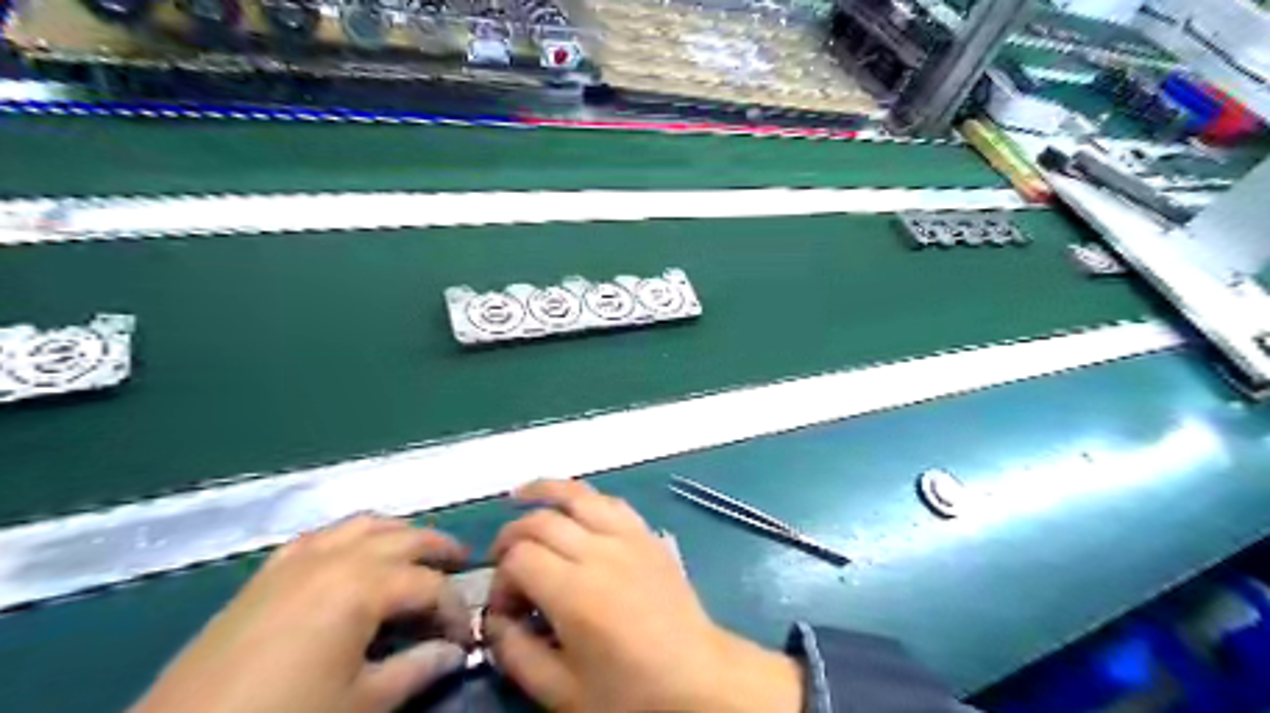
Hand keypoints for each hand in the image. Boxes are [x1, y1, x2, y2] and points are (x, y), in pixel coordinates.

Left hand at [131, 512, 475, 711]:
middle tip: (463, 564)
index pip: (431, 586)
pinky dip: (351, 537)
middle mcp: (336, 557)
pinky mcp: (267, 573)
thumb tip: (455, 653)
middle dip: (440, 550)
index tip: (465, 637)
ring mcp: (298, 559)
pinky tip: (354, 555)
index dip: (455, 610)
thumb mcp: (362, 704)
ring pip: (364, 525)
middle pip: (405, 538)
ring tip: (417, 551)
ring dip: (399, 534)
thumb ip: (417, 669)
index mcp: (363, 584)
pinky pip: (321, 537)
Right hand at [488, 480, 801, 711]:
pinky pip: (612, 503)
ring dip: (546, 490)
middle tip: (502, 561)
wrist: (698, 678)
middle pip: (541, 520)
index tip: (504, 609)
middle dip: (511, 535)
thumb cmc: (630, 693)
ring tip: (522, 493)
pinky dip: (586, 498)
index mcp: (575, 592)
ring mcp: (628, 537)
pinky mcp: (648, 536)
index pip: (518, 558)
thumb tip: (494, 620)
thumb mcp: (561, 691)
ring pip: (579, 495)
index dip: (499, 579)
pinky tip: (575, 507)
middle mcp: (600, 552)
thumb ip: (516, 653)